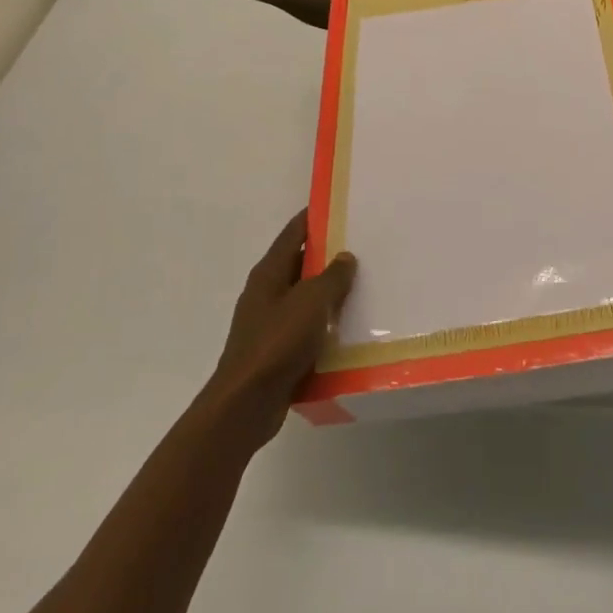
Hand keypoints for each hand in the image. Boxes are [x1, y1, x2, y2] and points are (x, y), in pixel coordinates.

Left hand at [204, 209, 356, 447]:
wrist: (246, 405)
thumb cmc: (277, 343)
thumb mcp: (311, 302)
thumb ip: (332, 277)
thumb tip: (345, 257)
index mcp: (268, 273)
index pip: (294, 233)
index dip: (314, 218)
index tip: (340, 206)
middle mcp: (266, 293)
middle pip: (300, 265)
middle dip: (329, 257)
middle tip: (364, 248)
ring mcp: (270, 324)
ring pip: (305, 299)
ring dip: (330, 295)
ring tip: (366, 287)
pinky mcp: (277, 352)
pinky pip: (307, 330)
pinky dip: (325, 326)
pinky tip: (350, 330)